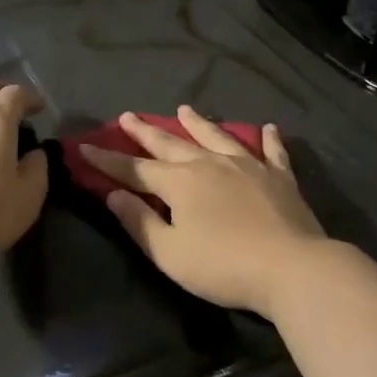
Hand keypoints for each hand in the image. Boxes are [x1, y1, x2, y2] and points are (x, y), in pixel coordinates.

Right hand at [77, 107, 327, 317]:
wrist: (292, 268)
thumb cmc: (223, 266)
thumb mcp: (169, 253)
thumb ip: (139, 222)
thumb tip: (115, 195)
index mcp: (180, 183)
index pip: (134, 169)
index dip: (107, 161)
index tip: (84, 148)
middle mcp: (210, 164)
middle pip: (171, 144)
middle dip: (145, 132)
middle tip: (127, 116)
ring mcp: (247, 166)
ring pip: (216, 137)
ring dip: (198, 123)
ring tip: (184, 109)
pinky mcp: (280, 178)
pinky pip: (272, 152)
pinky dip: (268, 139)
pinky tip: (268, 128)